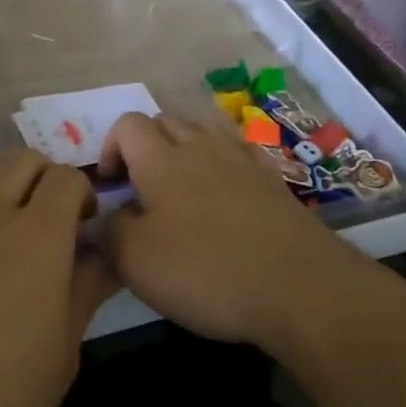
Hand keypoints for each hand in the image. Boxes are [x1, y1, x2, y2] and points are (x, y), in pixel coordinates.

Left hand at [0, 148, 117, 406]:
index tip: (83, 225)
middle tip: (48, 216)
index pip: (67, 177)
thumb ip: (84, 292)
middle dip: (44, 176)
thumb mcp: (61, 355)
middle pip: (23, 158)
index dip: (81, 192)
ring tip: (2, 209)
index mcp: (39, 236)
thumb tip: (105, 258)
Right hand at [98, 112, 357, 346]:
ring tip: (180, 190)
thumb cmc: (207, 269)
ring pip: (202, 131)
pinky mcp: (272, 179)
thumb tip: (106, 216)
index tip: (111, 187)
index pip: (127, 124)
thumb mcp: (136, 261)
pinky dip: (221, 163)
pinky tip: (224, 193)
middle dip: (145, 146)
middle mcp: (200, 146)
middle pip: (165, 121)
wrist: (299, 285)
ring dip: (183, 150)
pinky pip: (237, 152)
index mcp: (161, 159)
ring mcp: (241, 158)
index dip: (110, 148)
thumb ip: (109, 231)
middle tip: (141, 190)